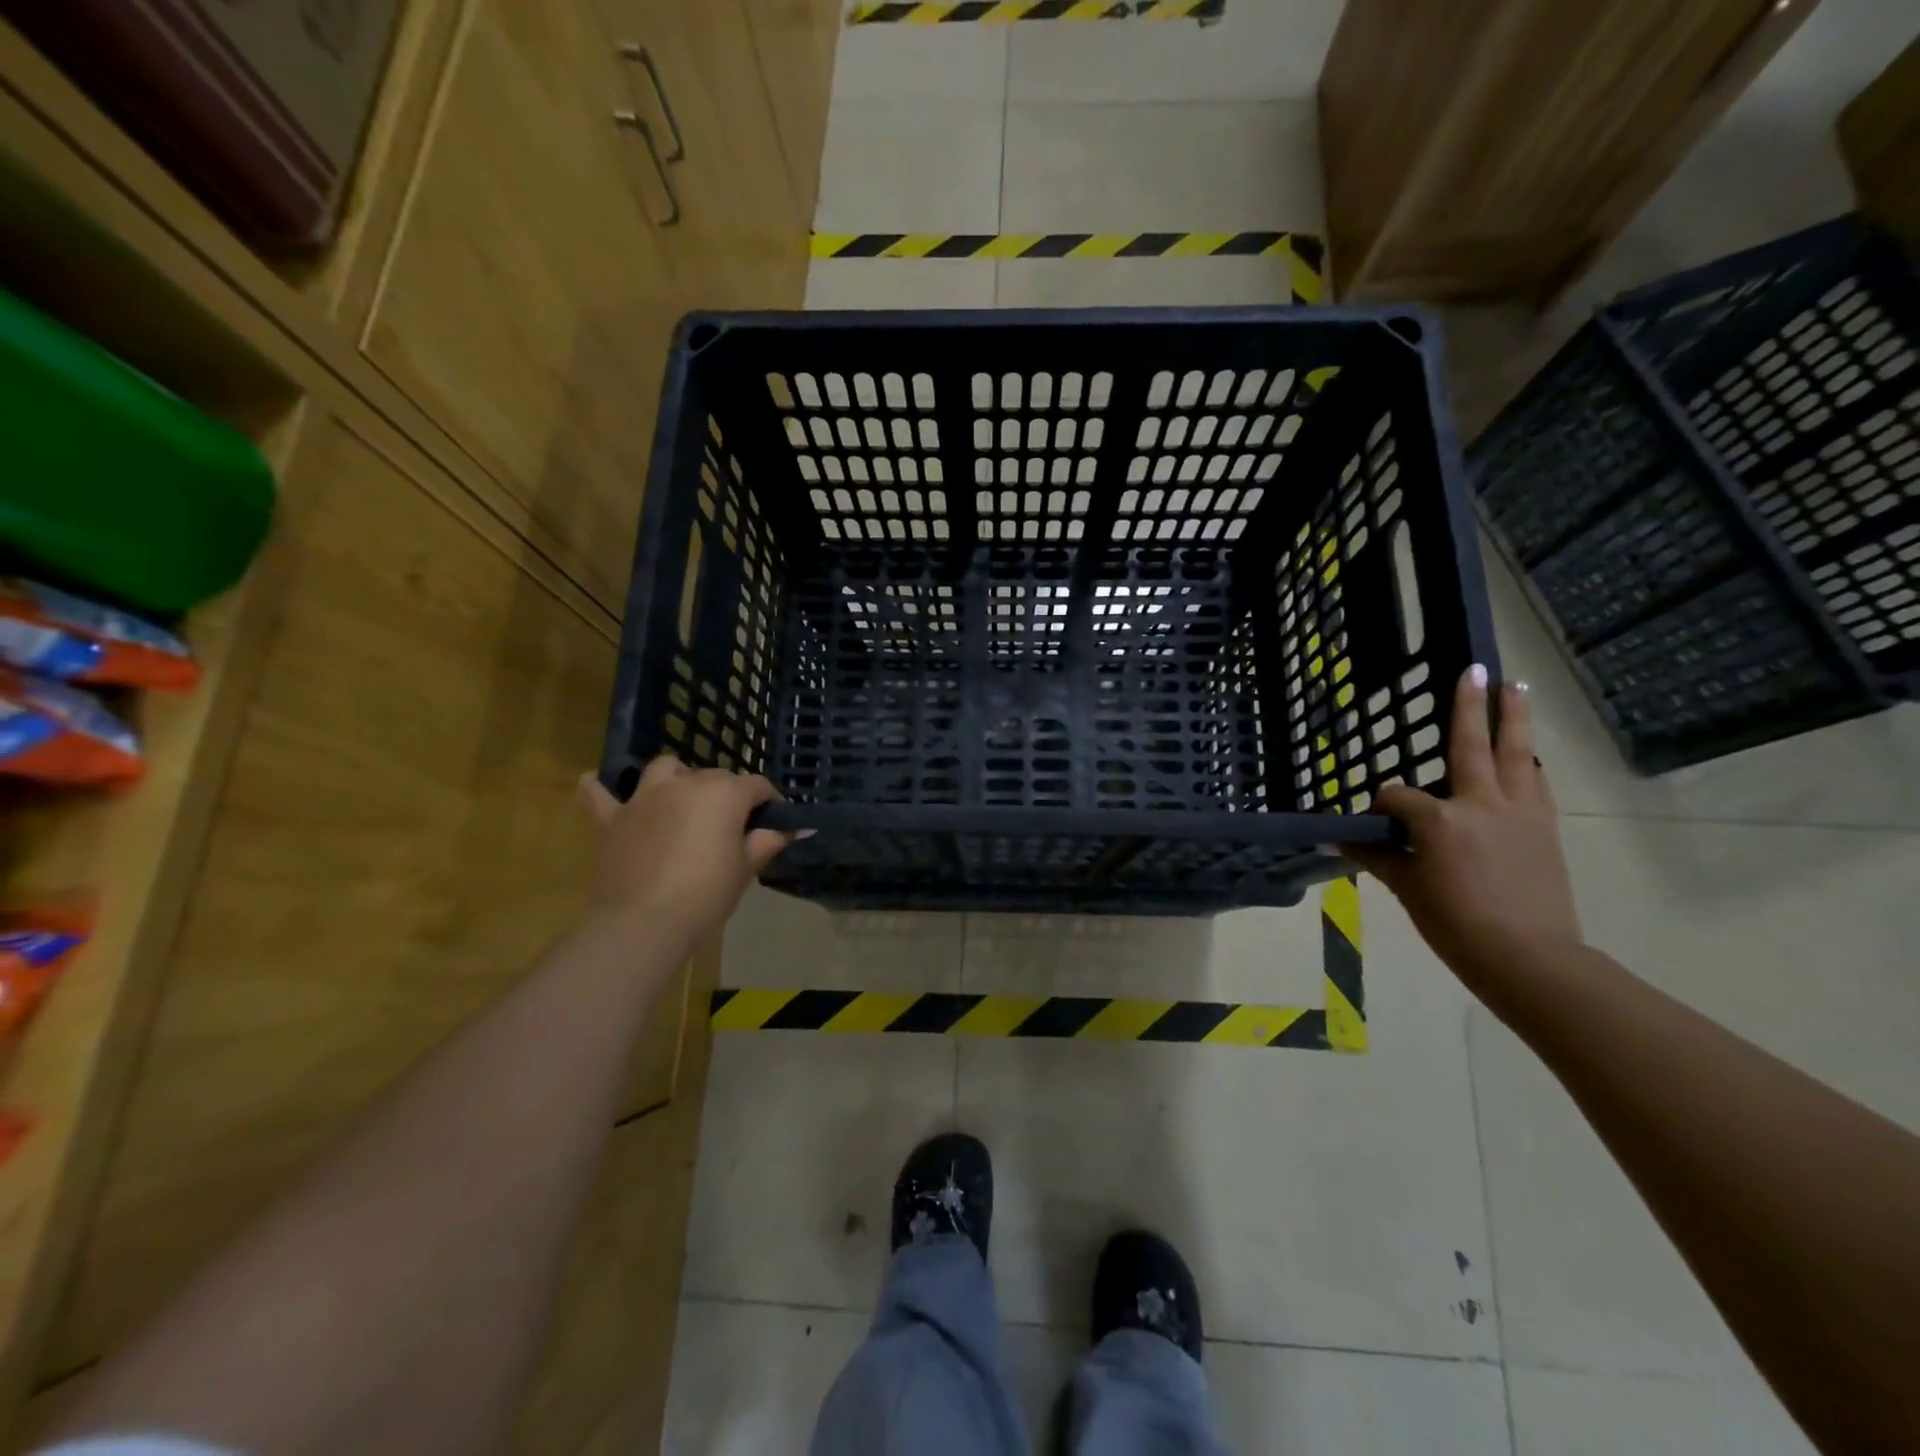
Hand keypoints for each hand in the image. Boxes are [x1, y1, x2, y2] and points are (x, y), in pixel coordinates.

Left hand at [577, 756, 795, 941]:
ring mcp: (644, 798)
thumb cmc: (706, 894)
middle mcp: (685, 784)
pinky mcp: (611, 818)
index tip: (774, 822)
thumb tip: (798, 828)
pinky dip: (600, 788)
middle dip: (728, 795)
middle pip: (715, 777)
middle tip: (732, 827)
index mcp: (724, 793)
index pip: (757, 785)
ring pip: (665, 769)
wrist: (643, 922)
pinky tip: (600, 785)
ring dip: (676, 778)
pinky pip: (598, 793)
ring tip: (681, 799)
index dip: (770, 802)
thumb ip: (769, 841)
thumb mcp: (746, 868)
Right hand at [1345, 666, 1581, 977]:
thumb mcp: (1406, 888)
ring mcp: (1518, 811)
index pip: (1397, 796)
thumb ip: (1375, 855)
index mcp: (1438, 819)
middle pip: (1470, 745)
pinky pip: (1536, 783)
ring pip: (1515, 754)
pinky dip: (1528, 762)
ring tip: (1514, 687)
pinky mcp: (1544, 826)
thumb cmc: (1454, 923)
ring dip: (1514, 718)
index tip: (1374, 821)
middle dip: (1469, 706)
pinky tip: (1528, 753)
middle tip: (1475, 669)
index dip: (1380, 803)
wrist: (1528, 957)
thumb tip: (1339, 837)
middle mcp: (1479, 802)